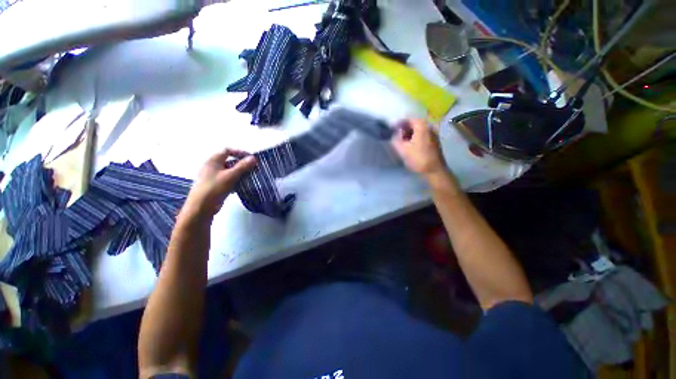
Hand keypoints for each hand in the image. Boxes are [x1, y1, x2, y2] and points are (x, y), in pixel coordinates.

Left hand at [185, 149, 255, 216]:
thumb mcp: (230, 176)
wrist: (201, 208)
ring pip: (230, 171)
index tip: (251, 159)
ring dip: (241, 173)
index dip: (240, 152)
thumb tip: (253, 158)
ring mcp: (214, 176)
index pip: (228, 150)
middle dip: (242, 164)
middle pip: (230, 161)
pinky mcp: (216, 185)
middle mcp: (212, 166)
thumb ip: (242, 166)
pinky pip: (228, 179)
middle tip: (254, 169)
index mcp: (213, 160)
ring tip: (251, 177)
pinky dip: (236, 180)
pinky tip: (242, 186)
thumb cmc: (214, 188)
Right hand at [391, 118, 447, 180]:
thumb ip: (396, 139)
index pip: (408, 118)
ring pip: (418, 129)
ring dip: (409, 134)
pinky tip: (410, 146)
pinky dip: (415, 137)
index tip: (391, 130)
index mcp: (422, 125)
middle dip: (404, 129)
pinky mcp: (435, 141)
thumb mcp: (402, 149)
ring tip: (402, 142)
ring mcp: (434, 133)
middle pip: (414, 123)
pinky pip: (423, 135)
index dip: (398, 123)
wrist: (434, 171)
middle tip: (396, 137)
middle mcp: (429, 126)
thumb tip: (394, 133)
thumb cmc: (418, 158)